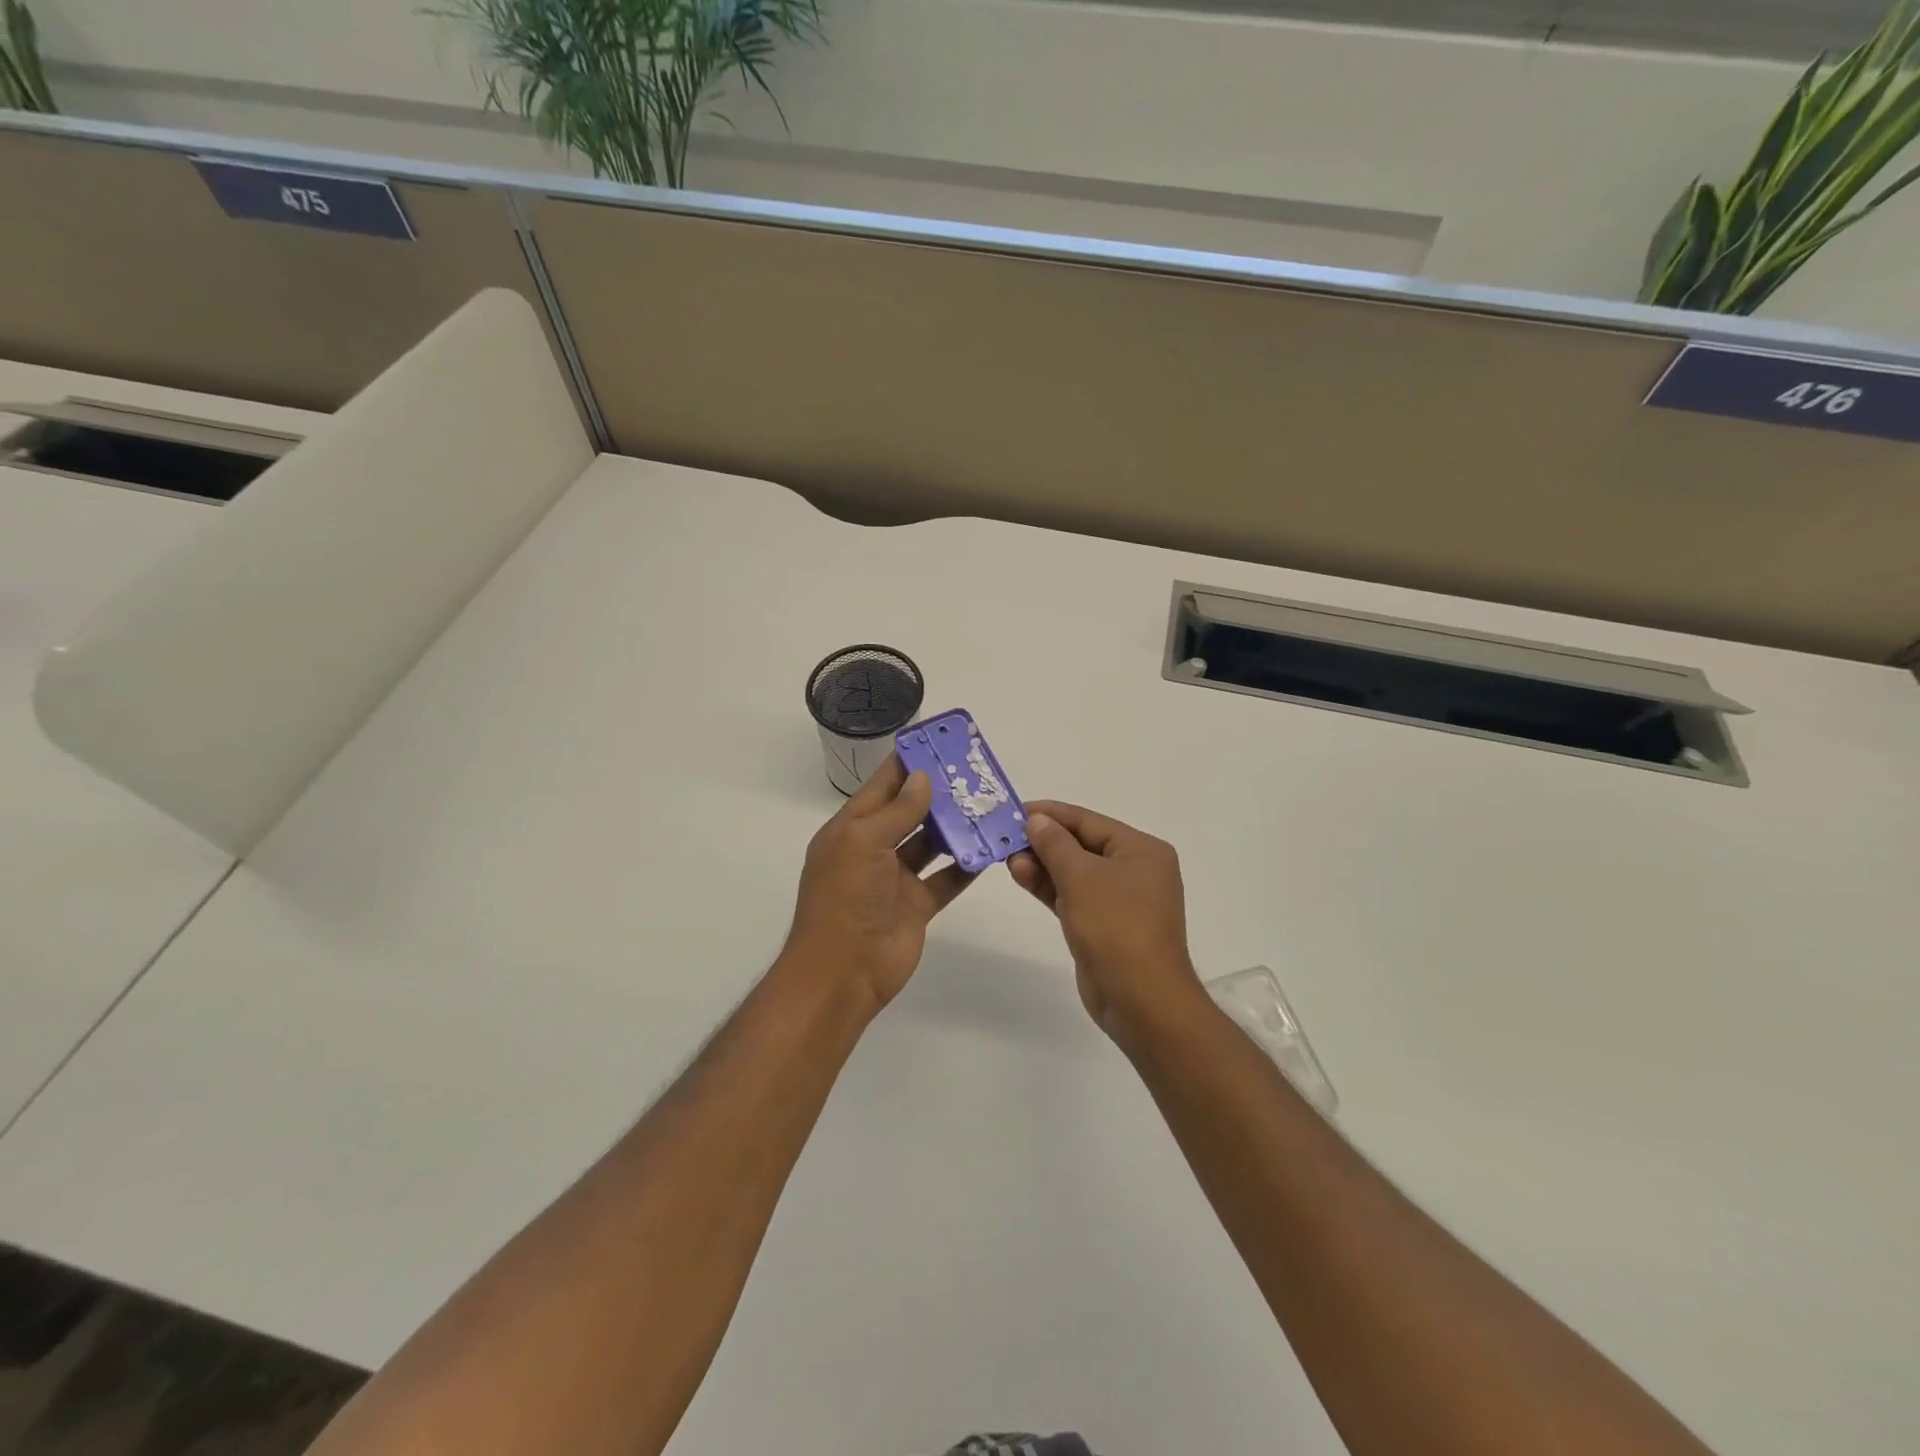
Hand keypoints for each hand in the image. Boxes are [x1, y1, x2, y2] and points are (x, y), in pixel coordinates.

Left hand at [779, 755, 970, 1014]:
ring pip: (930, 843)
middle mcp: (873, 849)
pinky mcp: (917, 905)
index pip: (882, 785)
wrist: (843, 974)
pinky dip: (965, 865)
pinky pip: (945, 878)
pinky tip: (990, 848)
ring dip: (955, 827)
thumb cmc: (845, 899)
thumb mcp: (864, 843)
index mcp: (851, 829)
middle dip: (938, 792)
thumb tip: (923, 777)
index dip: (908, 763)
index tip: (939, 742)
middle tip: (975, 772)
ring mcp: (895, 879)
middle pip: (909, 811)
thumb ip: (897, 810)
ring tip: (988, 804)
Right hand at [1009, 801, 1206, 1048]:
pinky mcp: (1104, 925)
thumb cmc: (1116, 927)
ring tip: (1007, 860)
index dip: (1051, 814)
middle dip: (1044, 842)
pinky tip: (1022, 877)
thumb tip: (1036, 820)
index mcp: (1142, 850)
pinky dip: (1050, 887)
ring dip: (1042, 865)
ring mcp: (1121, 900)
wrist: (1141, 1000)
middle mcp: (1135, 870)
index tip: (1015, 810)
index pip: (1089, 821)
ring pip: (1075, 872)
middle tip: (1005, 838)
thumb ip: (1055, 844)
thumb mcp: (1081, 877)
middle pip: (1082, 845)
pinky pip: (1074, 896)